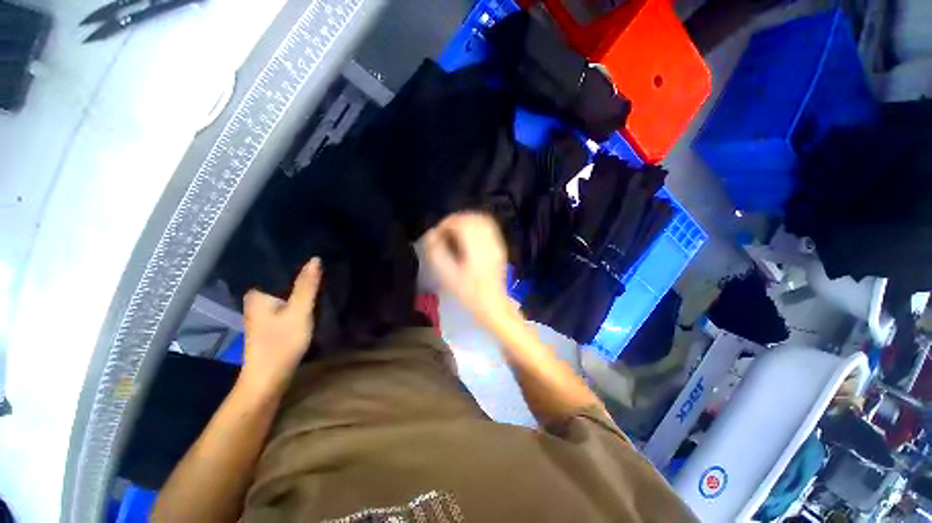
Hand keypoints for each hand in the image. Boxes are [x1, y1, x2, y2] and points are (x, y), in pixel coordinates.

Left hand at [241, 258, 321, 390]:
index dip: (294, 261)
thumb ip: (307, 286)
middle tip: (321, 266)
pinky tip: (309, 298)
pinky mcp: (271, 324)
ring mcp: (262, 314)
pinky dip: (297, 300)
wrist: (269, 379)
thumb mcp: (299, 311)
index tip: (314, 255)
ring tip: (319, 277)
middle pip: (280, 281)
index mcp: (257, 295)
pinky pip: (286, 303)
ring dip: (299, 288)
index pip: (275, 269)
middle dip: (298, 275)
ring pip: (284, 293)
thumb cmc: (281, 343)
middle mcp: (255, 301)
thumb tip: (315, 259)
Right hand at [424, 212, 515, 325]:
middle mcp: (488, 242)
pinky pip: (489, 228)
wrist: (492, 304)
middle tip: (445, 231)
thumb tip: (431, 235)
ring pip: (482, 220)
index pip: (461, 223)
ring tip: (455, 232)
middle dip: (455, 220)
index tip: (438, 233)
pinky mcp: (499, 248)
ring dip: (466, 221)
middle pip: (472, 218)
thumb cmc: (469, 293)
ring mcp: (496, 244)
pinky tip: (468, 236)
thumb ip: (436, 253)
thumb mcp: (448, 276)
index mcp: (476, 248)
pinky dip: (476, 226)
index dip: (446, 224)